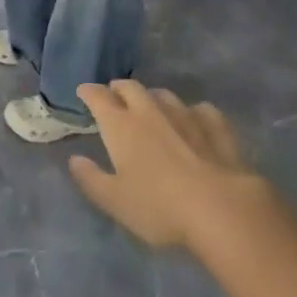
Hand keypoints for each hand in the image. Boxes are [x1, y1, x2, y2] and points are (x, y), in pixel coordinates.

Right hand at [69, 81, 261, 249]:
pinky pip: (200, 109)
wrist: (222, 209)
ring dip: (152, 97)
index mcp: (121, 126)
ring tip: (151, 108)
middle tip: (114, 97)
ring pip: (164, 94)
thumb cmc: (160, 207)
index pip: (99, 97)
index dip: (88, 92)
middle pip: (130, 87)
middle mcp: (150, 112)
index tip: (83, 92)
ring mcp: (185, 115)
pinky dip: (191, 112)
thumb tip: (75, 159)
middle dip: (119, 88)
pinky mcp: (216, 127)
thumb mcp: (115, 201)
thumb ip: (91, 179)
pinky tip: (194, 121)